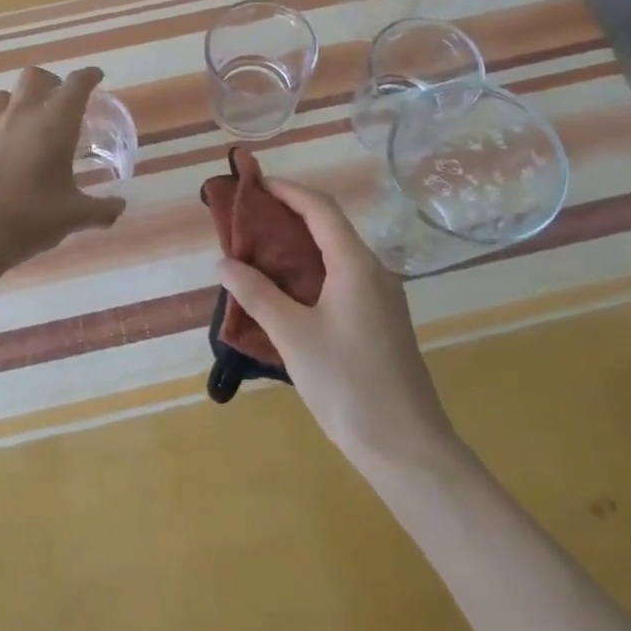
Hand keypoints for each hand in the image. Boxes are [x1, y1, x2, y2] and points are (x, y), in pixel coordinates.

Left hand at [0, 66, 127, 263]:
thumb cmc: (31, 220)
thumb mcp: (74, 216)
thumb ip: (102, 209)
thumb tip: (119, 206)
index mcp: (56, 125)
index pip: (77, 85)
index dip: (89, 76)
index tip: (95, 77)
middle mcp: (23, 112)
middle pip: (36, 76)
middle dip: (50, 82)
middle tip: (55, 100)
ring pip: (5, 92)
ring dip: (17, 99)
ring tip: (20, 116)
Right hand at [218, 180, 457, 471]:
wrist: (406, 446)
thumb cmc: (347, 383)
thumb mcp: (293, 336)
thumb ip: (257, 294)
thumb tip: (224, 263)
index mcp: (356, 265)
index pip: (320, 209)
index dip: (287, 190)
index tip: (254, 184)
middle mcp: (373, 272)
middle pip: (329, 227)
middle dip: (289, 216)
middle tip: (248, 219)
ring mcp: (381, 298)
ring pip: (336, 255)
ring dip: (299, 246)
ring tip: (259, 251)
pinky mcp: (380, 322)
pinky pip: (342, 280)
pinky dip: (311, 272)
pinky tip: (286, 292)